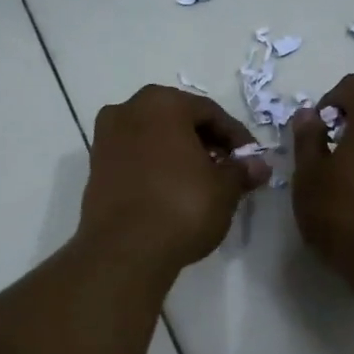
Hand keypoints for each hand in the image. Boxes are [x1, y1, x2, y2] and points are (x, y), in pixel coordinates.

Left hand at [78, 85, 270, 278]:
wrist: (124, 250)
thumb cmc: (181, 207)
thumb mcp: (224, 189)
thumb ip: (241, 171)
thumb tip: (259, 165)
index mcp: (162, 103)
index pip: (210, 112)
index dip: (235, 136)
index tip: (251, 160)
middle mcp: (128, 109)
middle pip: (178, 120)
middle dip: (205, 142)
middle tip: (227, 168)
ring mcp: (106, 138)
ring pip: (154, 138)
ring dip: (180, 154)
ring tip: (202, 182)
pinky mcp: (95, 167)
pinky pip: (136, 157)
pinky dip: (156, 167)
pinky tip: (173, 191)